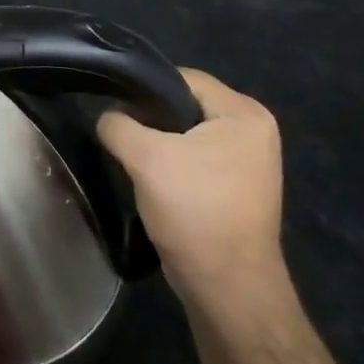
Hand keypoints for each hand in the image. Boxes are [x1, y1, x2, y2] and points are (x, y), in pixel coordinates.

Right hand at [97, 68, 285, 317]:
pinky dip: (171, 165)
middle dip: (149, 118)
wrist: (227, 286)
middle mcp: (254, 131)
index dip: (144, 88)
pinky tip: (149, 180)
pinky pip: (195, 159)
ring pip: (186, 134)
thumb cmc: (194, 209)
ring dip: (158, 144)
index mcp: (245, 114)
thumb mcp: (144, 156)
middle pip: (185, 105)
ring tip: (131, 158)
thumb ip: (117, 124)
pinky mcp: (236, 188)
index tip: (113, 107)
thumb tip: (109, 118)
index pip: (184, 78)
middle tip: (119, 134)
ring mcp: (248, 162)